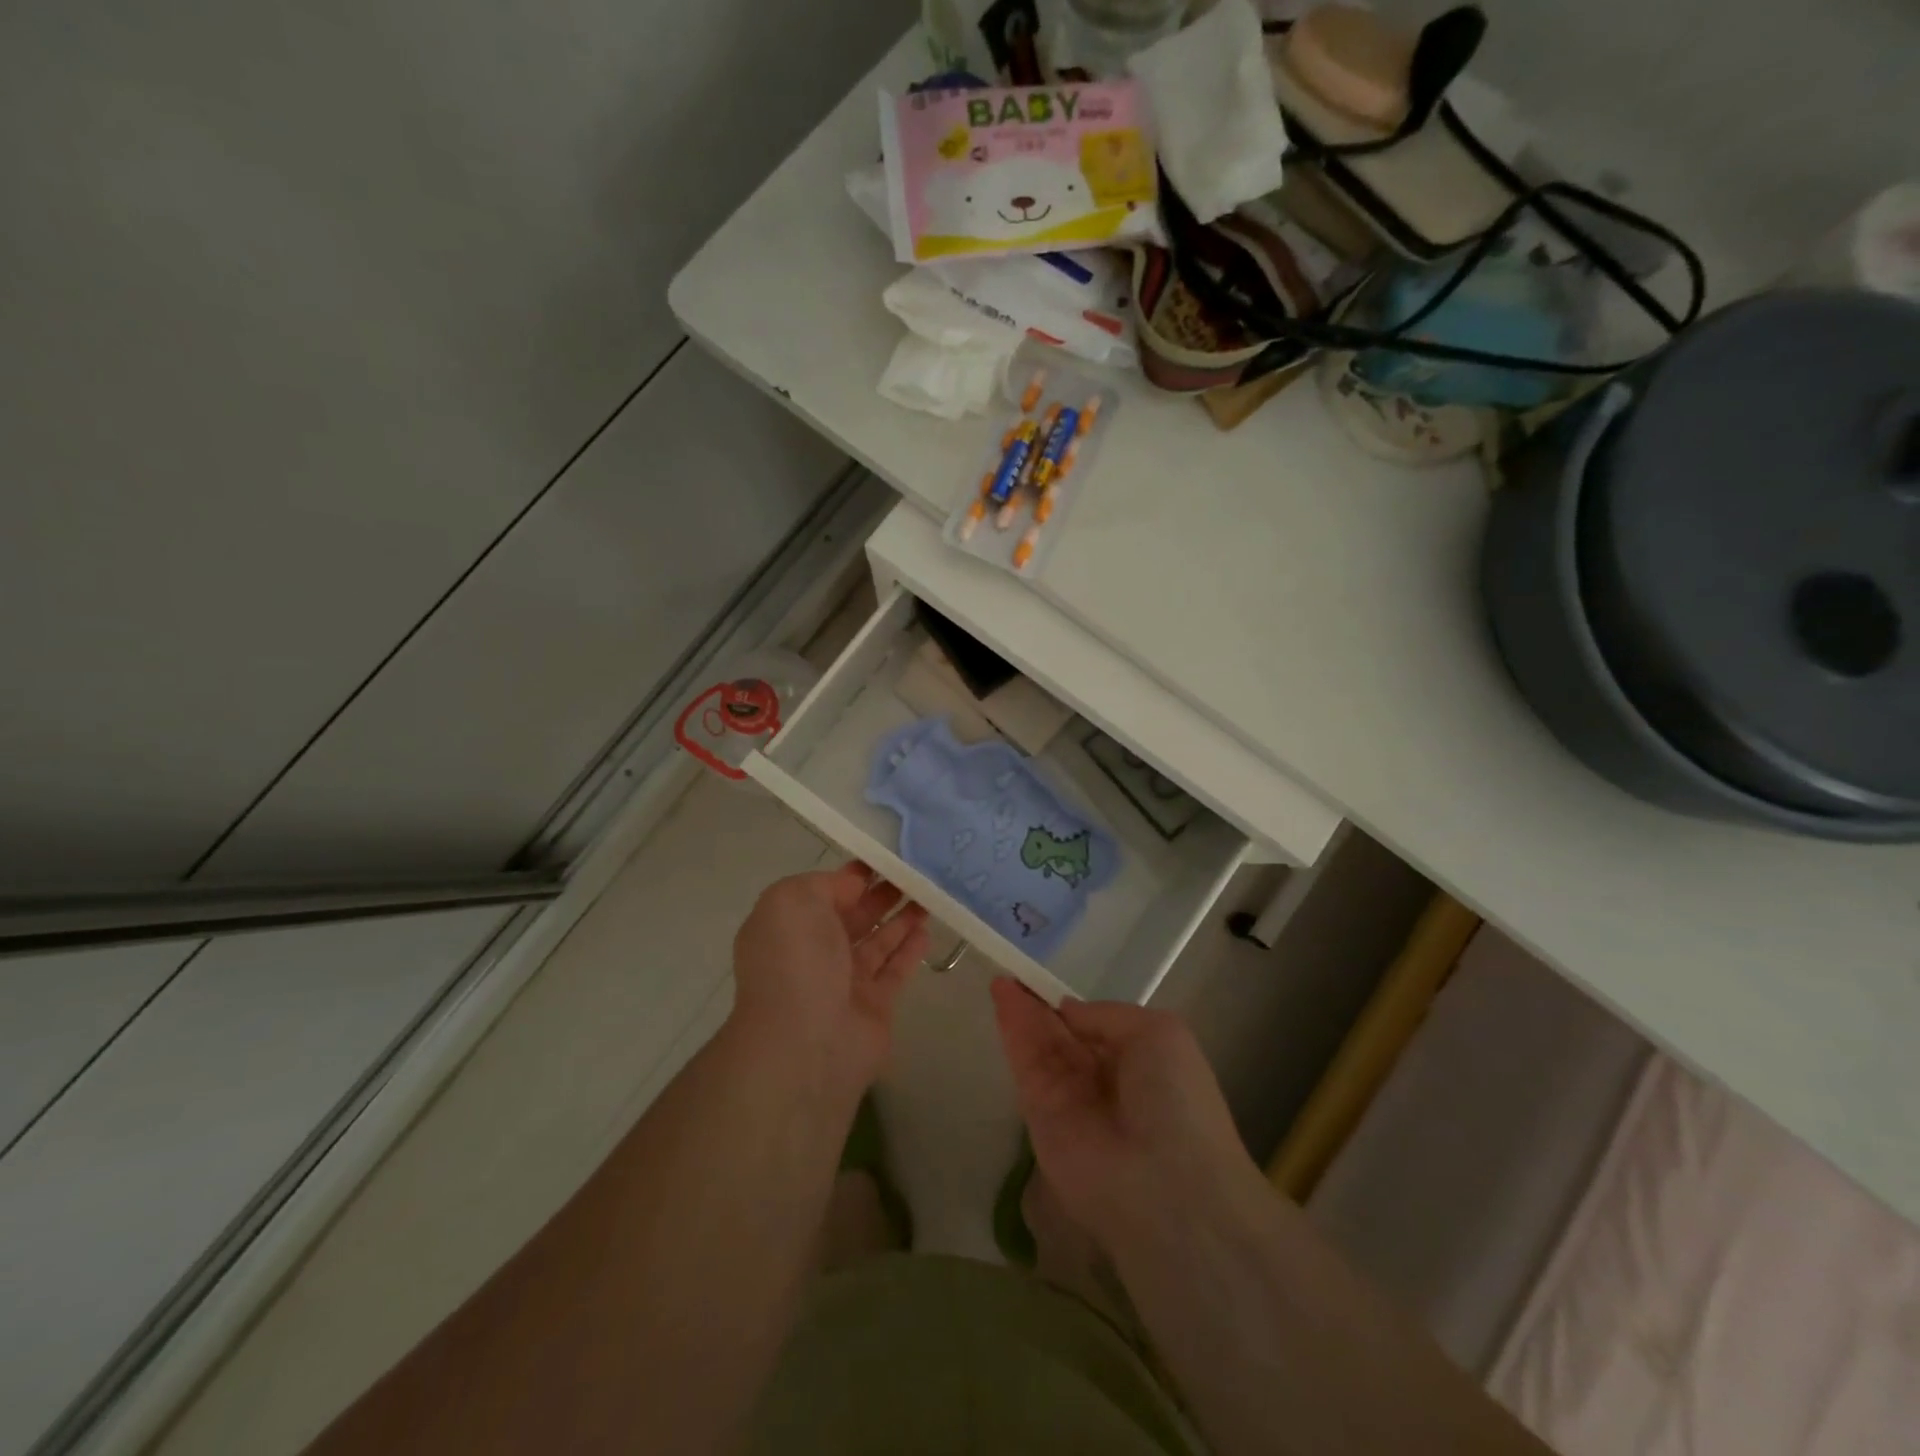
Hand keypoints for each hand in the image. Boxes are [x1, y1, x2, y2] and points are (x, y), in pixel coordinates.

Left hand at [729, 863, 929, 1103]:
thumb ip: (825, 884)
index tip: (886, 857)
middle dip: (880, 894)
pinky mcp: (874, 1006)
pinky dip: (910, 949)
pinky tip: (928, 930)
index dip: (852, 875)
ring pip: (877, 942)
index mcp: (789, 926)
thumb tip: (854, 884)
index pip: (823, 892)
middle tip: (915, 873)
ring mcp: (844, 982)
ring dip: (900, 918)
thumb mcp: (794, 900)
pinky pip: (895, 970)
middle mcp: (813, 953)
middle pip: (853, 916)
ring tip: (929, 895)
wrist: (806, 1043)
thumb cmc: (797, 961)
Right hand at [990, 978, 1266, 1252]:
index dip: (1071, 1007)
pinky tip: (1001, 998)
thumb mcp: (1160, 1033)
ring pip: (1040, 1048)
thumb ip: (1108, 1015)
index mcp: (1139, 1064)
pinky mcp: (1038, 1117)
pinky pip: (1025, 1065)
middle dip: (1040, 1007)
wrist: (1163, 1184)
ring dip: (1021, 1013)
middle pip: (1063, 1037)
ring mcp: (1068, 1100)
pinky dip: (1013, 1031)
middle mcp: (1102, 1082)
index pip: (1097, 1030)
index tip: (1047, 983)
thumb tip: (1068, 1012)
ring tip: (1001, 980)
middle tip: (1014, 976)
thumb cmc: (1175, 1100)